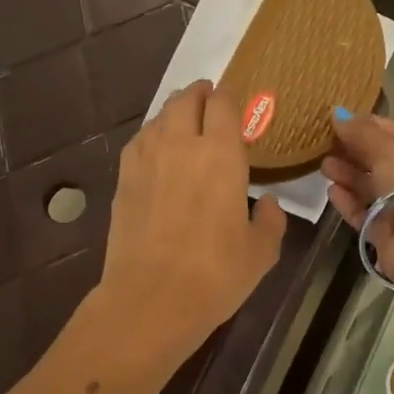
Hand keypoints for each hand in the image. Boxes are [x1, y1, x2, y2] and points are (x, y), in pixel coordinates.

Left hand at [98, 81, 286, 364]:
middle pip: (186, 100)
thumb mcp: (261, 251)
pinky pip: (139, 140)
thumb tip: (267, 202)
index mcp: (220, 154)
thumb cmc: (215, 274)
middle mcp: (181, 144)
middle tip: (208, 99)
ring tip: (183, 119)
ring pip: (159, 116)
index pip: (223, 104)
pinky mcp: (123, 178)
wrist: (151, 299)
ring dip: (174, 111)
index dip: (229, 96)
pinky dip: (152, 134)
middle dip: (199, 94)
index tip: (234, 99)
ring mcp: (146, 158)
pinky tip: (157, 147)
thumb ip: (271, 220)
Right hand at [321, 110, 393, 284]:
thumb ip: (361, 132)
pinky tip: (331, 191)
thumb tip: (337, 115)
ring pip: (373, 188)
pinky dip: (349, 202)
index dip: (371, 127)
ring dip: (349, 175)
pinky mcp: (390, 234)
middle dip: (355, 152)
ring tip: (323, 165)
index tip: (341, 121)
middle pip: (385, 162)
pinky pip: (366, 213)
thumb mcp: (388, 148)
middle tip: (326, 143)